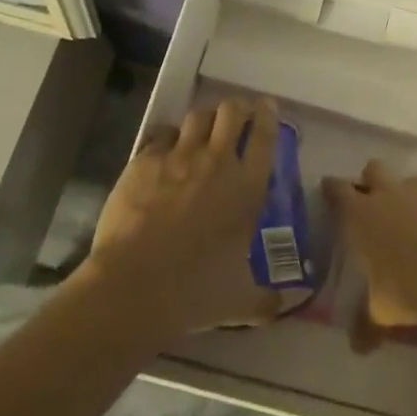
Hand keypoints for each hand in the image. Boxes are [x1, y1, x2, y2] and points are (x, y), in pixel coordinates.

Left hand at [84, 97, 283, 333]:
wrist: (134, 287)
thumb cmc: (195, 292)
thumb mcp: (239, 301)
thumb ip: (264, 300)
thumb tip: (282, 308)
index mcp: (247, 188)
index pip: (265, 135)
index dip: (267, 115)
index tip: (267, 107)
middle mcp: (217, 162)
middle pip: (231, 111)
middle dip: (236, 107)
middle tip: (236, 116)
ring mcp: (178, 157)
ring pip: (197, 116)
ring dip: (204, 119)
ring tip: (202, 130)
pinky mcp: (144, 161)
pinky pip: (161, 134)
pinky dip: (168, 138)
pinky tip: (164, 151)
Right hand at [327, 161, 416, 330]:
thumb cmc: (407, 290)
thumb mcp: (381, 312)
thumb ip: (366, 324)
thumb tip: (358, 347)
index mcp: (362, 215)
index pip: (338, 190)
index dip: (332, 188)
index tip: (329, 189)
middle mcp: (391, 195)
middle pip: (374, 169)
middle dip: (371, 181)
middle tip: (373, 201)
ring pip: (411, 182)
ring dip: (408, 196)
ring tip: (412, 221)